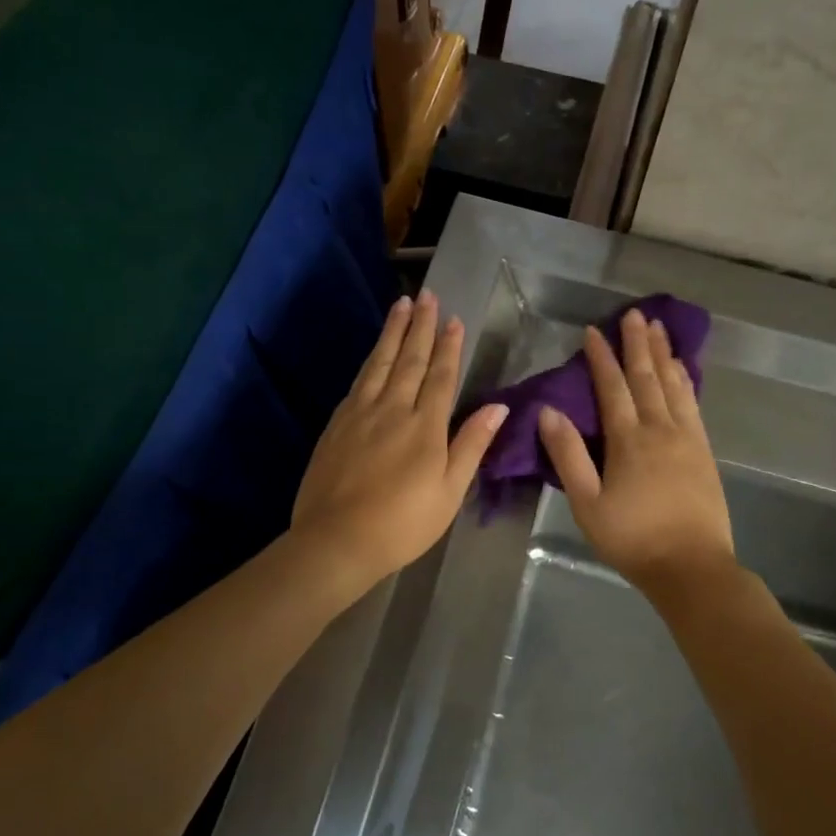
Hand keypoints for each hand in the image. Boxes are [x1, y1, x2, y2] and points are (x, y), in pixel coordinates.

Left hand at [292, 290, 509, 584]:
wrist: (336, 540)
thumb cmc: (403, 523)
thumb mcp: (450, 491)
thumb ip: (472, 444)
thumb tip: (498, 405)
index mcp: (425, 426)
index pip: (441, 376)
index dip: (450, 346)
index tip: (454, 319)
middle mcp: (393, 409)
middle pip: (410, 360)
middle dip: (421, 326)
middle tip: (427, 295)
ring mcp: (361, 414)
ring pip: (380, 363)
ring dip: (393, 332)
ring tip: (401, 305)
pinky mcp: (337, 424)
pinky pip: (359, 381)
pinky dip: (370, 360)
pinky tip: (374, 353)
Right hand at [538, 307, 735, 591]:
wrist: (691, 566)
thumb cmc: (632, 538)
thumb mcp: (587, 503)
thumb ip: (568, 455)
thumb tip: (548, 412)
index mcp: (628, 440)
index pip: (612, 388)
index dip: (601, 358)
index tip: (593, 331)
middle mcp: (660, 429)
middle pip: (647, 377)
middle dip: (638, 343)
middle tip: (635, 314)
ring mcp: (687, 438)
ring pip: (674, 385)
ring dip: (664, 354)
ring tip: (659, 328)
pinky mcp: (704, 451)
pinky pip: (693, 404)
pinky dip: (686, 380)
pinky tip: (683, 369)